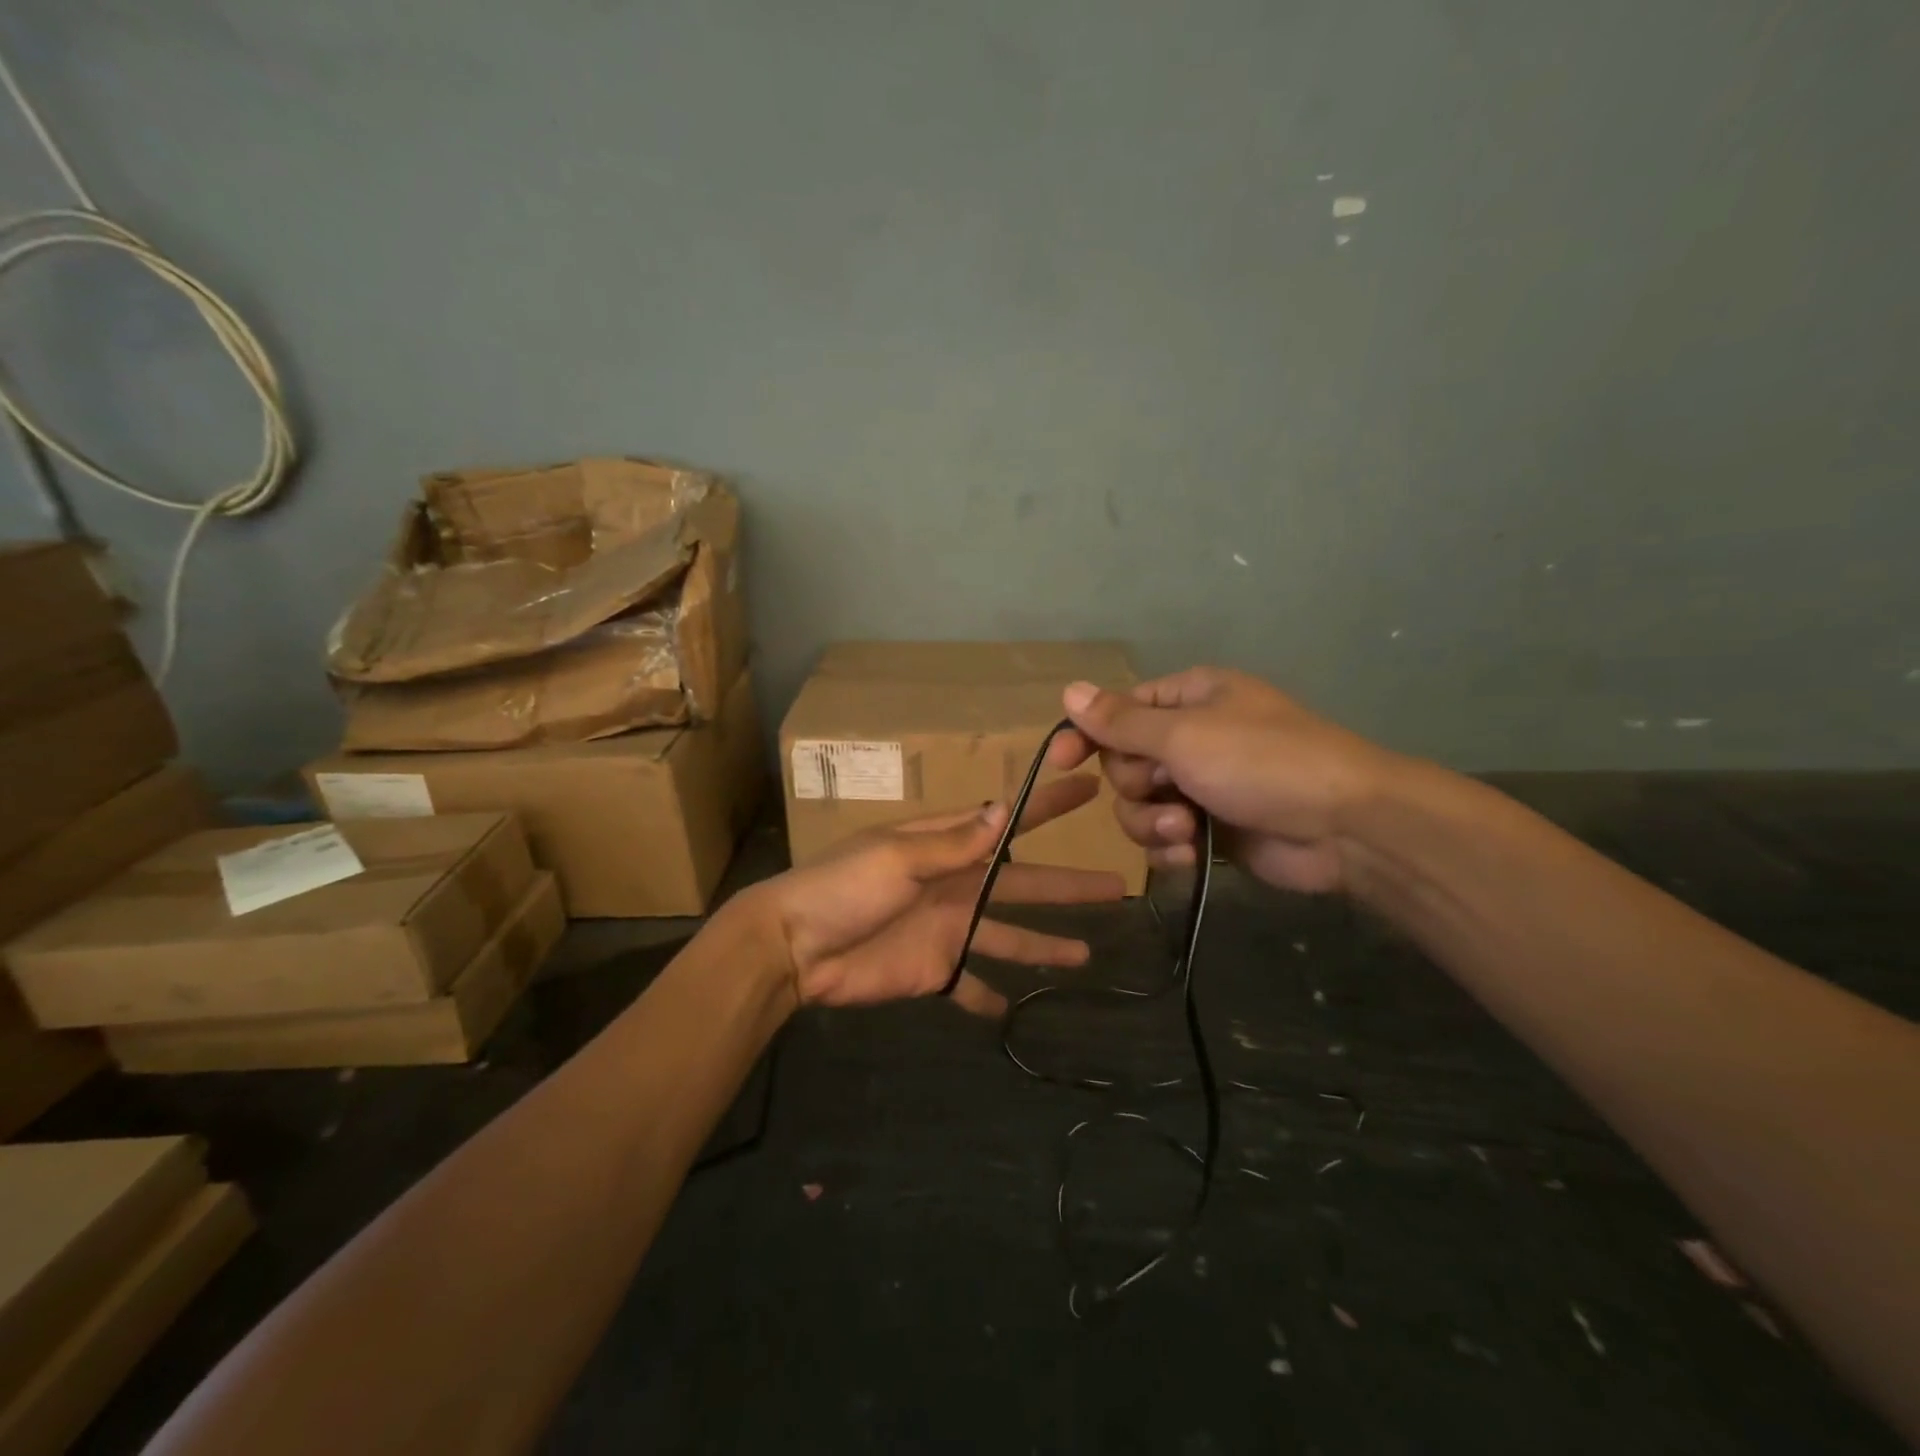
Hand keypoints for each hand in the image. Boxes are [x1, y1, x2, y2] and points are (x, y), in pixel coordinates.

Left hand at [744, 776, 1126, 1016]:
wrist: (796, 947)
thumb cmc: (845, 888)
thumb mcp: (899, 857)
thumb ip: (954, 843)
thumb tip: (1004, 811)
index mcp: (946, 848)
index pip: (1008, 823)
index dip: (1048, 806)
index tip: (1089, 789)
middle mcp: (955, 885)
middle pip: (1022, 884)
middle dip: (1067, 885)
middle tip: (1117, 886)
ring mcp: (947, 930)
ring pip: (1008, 936)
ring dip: (1043, 945)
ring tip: (1086, 956)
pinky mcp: (932, 971)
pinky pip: (968, 985)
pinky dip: (986, 997)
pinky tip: (1014, 1010)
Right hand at [1046, 667, 1395, 894]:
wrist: (1344, 827)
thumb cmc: (1262, 762)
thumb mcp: (1184, 735)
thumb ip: (1121, 721)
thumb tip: (1069, 689)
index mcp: (1189, 698)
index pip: (1118, 710)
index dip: (1087, 734)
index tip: (1060, 762)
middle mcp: (1192, 737)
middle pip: (1124, 762)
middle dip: (1136, 784)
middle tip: (1165, 789)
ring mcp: (1202, 784)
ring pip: (1139, 805)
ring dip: (1152, 821)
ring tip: (1184, 831)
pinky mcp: (1211, 828)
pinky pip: (1164, 837)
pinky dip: (1170, 847)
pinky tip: (1191, 855)